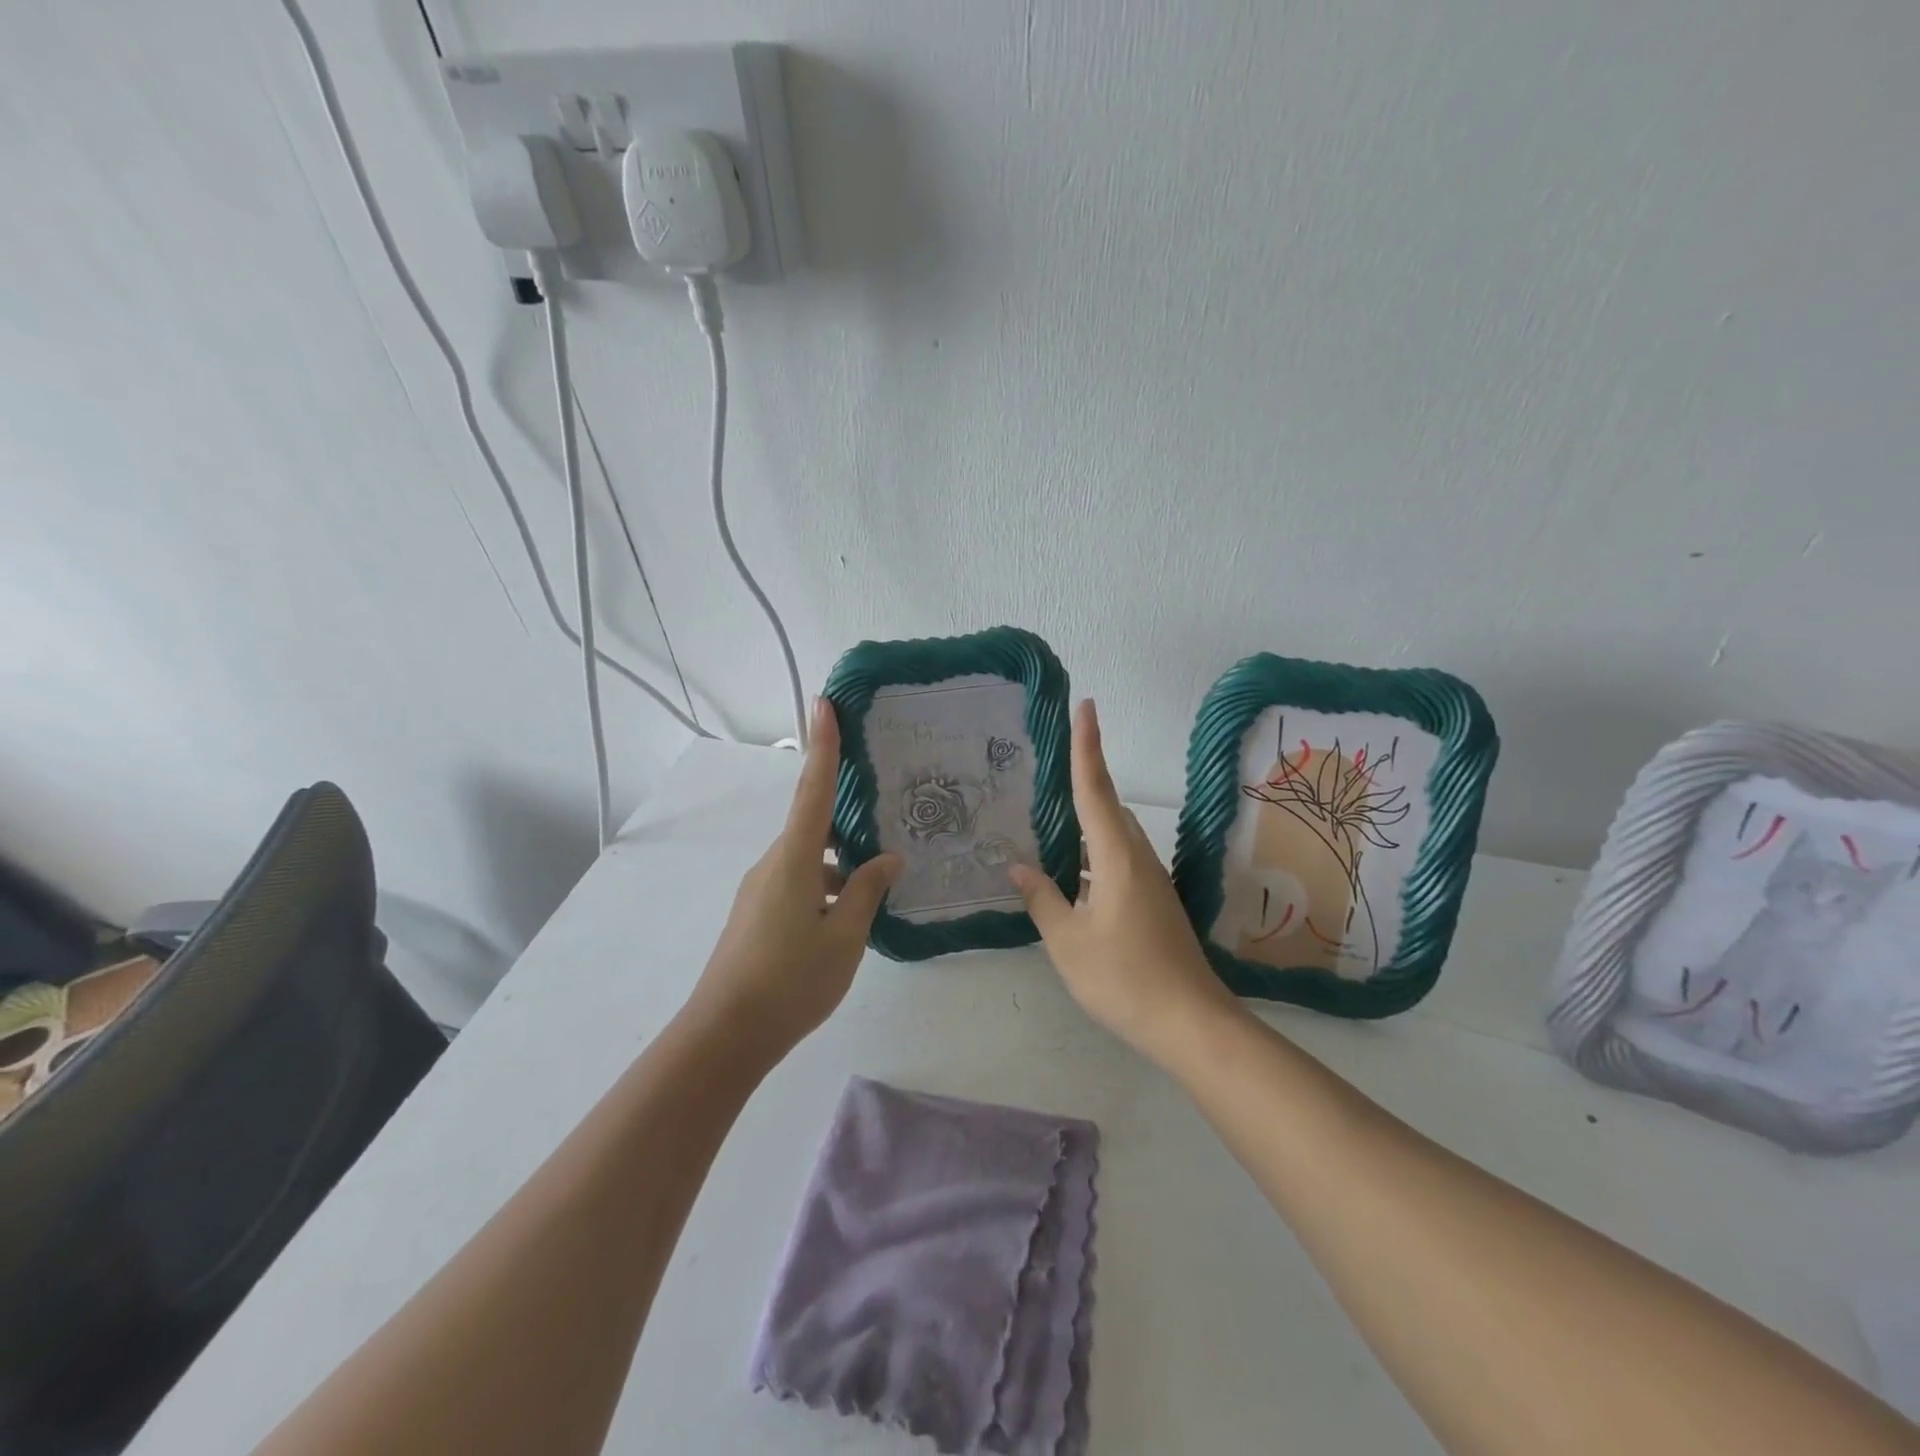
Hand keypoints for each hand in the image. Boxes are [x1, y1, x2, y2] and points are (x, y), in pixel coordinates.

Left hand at [686, 698, 899, 1061]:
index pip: (813, 790)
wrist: (725, 1035)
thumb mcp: (845, 937)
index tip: (824, 702)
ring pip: (809, 860)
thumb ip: (867, 892)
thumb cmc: (791, 981)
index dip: (823, 744)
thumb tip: (886, 860)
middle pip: (813, 825)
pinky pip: (799, 883)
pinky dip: (826, 887)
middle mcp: (773, 864)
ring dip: (841, 864)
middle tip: (884, 807)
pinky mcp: (757, 914)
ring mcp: (761, 890)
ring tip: (881, 880)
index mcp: (794, 860)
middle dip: (846, 817)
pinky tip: (851, 915)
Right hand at [1011, 700, 1243, 1069]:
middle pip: (1107, 807)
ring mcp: (1151, 881)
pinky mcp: (1154, 902)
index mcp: (1117, 856)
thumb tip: (1019, 866)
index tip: (1086, 705)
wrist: (1190, 1023)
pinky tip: (1071, 878)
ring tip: (1047, 826)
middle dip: (1082, 783)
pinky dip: (1093, 856)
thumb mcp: (1068, 941)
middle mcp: (1138, 858)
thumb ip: (1042, 898)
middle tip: (1045, 772)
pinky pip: (1118, 861)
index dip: (1088, 745)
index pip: (1096, 788)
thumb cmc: (1124, 977)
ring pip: (1113, 837)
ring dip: (1085, 826)